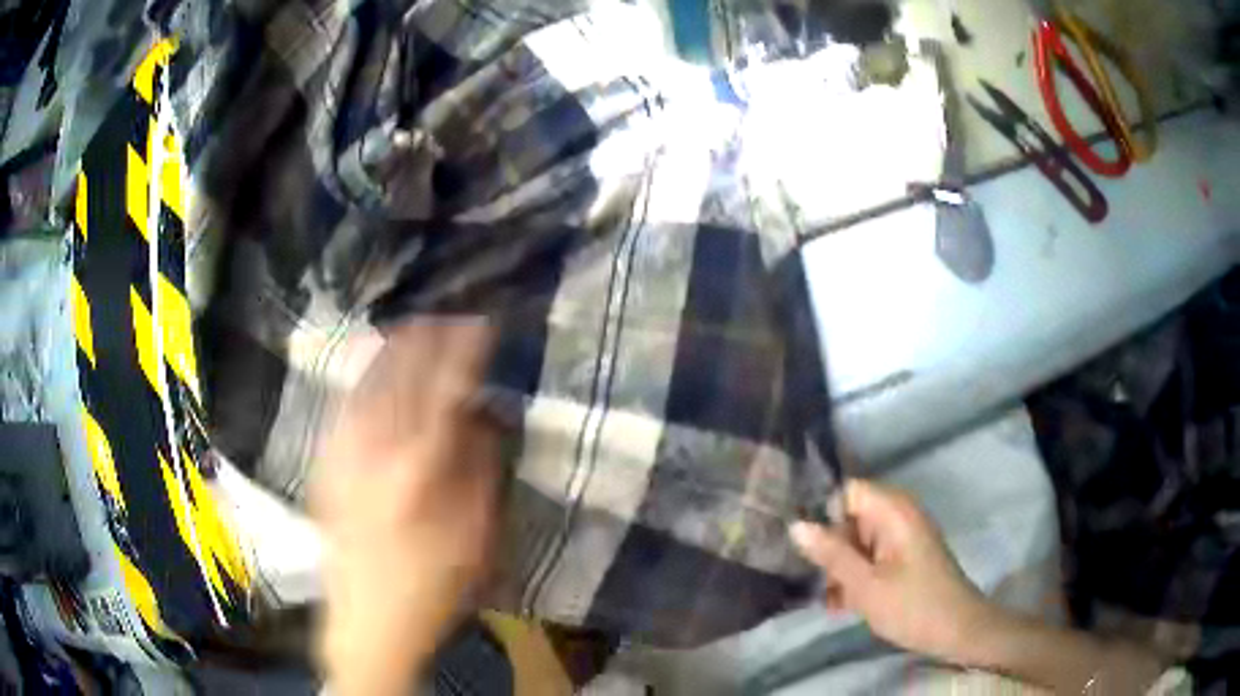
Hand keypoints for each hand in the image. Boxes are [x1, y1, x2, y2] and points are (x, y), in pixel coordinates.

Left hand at [312, 321, 498, 694]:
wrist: (366, 623)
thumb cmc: (431, 588)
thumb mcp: (475, 538)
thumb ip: (479, 470)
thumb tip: (481, 417)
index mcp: (419, 469)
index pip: (444, 390)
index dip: (463, 351)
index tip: (479, 323)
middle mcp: (376, 450)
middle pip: (402, 378)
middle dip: (425, 340)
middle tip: (445, 315)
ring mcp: (344, 456)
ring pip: (368, 385)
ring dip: (391, 352)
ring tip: (410, 327)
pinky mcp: (325, 466)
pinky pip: (343, 408)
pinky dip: (360, 379)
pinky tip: (370, 368)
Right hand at [789, 479, 996, 663]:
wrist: (957, 631)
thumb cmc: (912, 606)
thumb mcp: (864, 585)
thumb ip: (831, 554)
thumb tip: (796, 525)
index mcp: (893, 511)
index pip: (846, 492)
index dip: (823, 514)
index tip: (803, 546)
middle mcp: (899, 515)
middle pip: (851, 518)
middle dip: (831, 549)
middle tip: (819, 583)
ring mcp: (904, 536)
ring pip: (859, 541)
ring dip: (842, 568)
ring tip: (832, 601)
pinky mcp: (906, 556)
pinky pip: (872, 556)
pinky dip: (858, 575)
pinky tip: (845, 604)